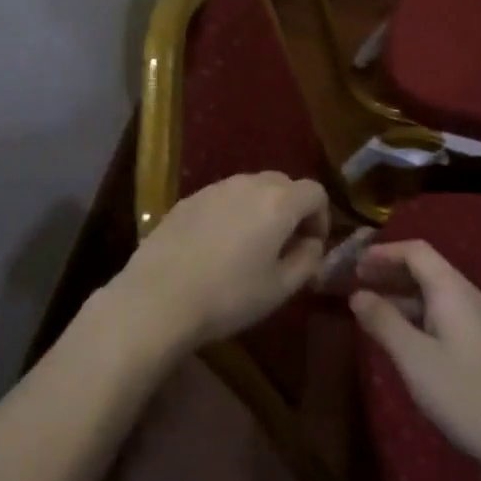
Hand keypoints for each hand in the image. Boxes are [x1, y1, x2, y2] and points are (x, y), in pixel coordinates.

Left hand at [109, 172, 327, 351]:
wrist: (160, 295)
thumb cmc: (229, 296)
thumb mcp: (280, 288)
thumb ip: (307, 260)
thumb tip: (311, 243)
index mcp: (278, 202)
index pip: (315, 192)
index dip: (321, 218)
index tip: (311, 247)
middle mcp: (248, 184)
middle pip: (283, 184)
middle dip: (292, 209)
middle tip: (285, 245)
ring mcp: (215, 187)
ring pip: (251, 188)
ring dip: (261, 209)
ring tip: (250, 246)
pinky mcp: (189, 198)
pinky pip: (223, 197)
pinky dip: (232, 212)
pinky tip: (218, 246)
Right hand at [350, 240, 480, 480]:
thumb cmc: (465, 395)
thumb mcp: (414, 358)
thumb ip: (383, 321)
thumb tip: (357, 295)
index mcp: (453, 291)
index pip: (416, 252)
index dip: (383, 253)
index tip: (354, 265)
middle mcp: (471, 298)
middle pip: (427, 270)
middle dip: (391, 273)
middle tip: (357, 285)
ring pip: (436, 295)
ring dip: (403, 297)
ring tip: (373, 312)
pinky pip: (447, 315)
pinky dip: (419, 316)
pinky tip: (406, 339)